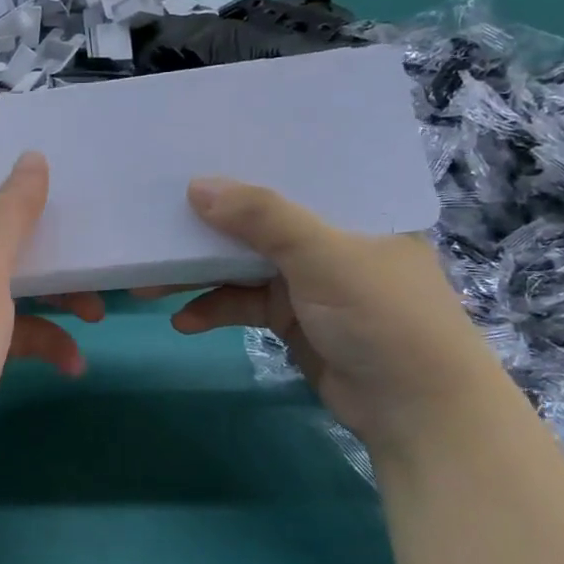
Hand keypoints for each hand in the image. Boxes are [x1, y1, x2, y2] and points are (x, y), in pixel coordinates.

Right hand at [150, 179, 508, 453]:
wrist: (414, 411)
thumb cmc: (383, 316)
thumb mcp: (323, 256)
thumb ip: (262, 217)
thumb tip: (196, 186)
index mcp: (354, 209)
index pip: (296, 173)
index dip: (247, 162)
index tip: (195, 152)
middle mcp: (329, 239)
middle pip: (258, 221)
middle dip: (207, 226)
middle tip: (155, 221)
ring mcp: (308, 281)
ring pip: (242, 265)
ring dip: (199, 274)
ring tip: (149, 282)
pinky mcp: (291, 319)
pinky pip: (243, 304)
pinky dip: (214, 310)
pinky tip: (183, 320)